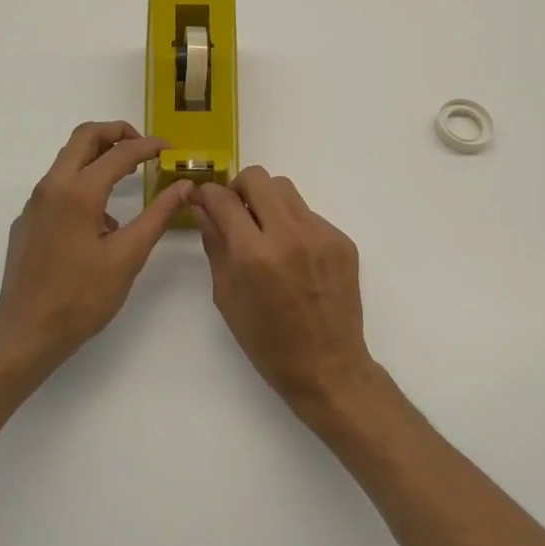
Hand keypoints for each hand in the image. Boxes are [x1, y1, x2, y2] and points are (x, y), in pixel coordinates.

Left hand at [0, 121, 193, 371]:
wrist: (26, 334)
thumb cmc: (81, 298)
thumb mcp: (128, 256)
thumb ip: (158, 216)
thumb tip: (185, 186)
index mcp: (78, 192)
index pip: (120, 152)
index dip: (149, 146)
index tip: (171, 150)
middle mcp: (52, 186)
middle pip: (84, 136)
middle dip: (117, 133)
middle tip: (144, 148)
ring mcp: (35, 203)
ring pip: (68, 159)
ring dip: (99, 156)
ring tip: (128, 179)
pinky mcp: (28, 220)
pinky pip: (58, 186)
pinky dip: (83, 182)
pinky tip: (100, 220)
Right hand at [190, 166, 377, 418]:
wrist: (328, 367)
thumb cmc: (268, 342)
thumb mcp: (227, 297)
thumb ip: (215, 245)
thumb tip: (203, 208)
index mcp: (254, 254)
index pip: (223, 199)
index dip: (207, 194)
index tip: (202, 200)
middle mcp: (289, 234)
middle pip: (258, 178)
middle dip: (238, 189)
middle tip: (236, 213)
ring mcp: (321, 234)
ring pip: (286, 190)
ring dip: (267, 202)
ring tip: (264, 233)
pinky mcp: (342, 240)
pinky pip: (309, 215)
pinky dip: (293, 225)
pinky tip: (294, 257)